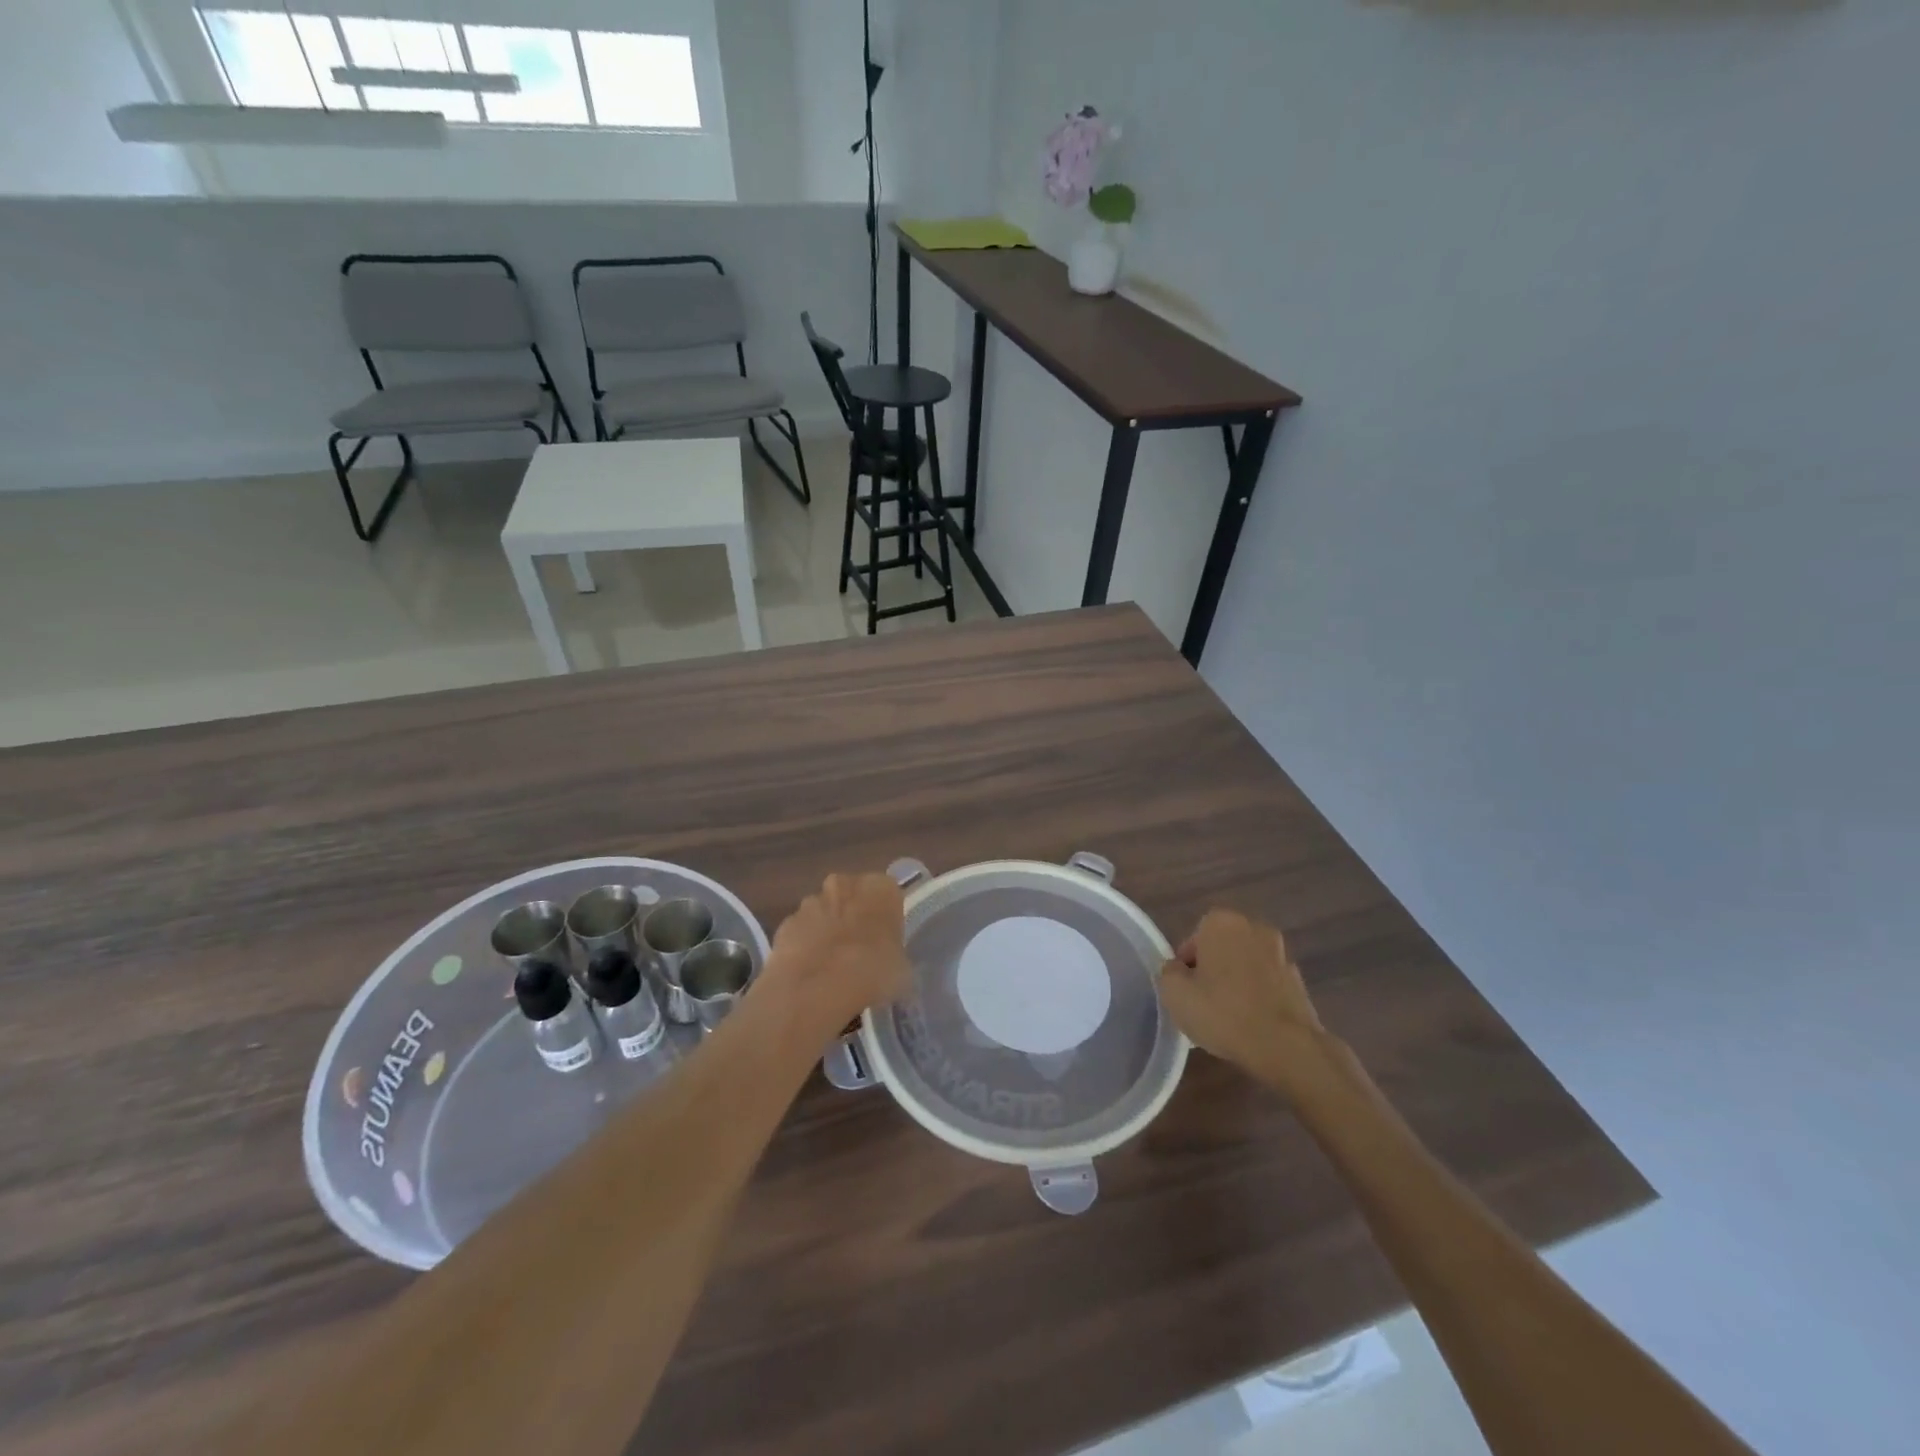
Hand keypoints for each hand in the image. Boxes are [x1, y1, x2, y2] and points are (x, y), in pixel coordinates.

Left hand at [767, 873, 910, 1027]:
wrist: (815, 989)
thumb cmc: (872, 973)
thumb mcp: (901, 970)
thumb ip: (895, 956)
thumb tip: (890, 963)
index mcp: (881, 888)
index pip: (889, 893)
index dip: (887, 917)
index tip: (886, 941)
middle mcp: (845, 884)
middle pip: (853, 896)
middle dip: (854, 917)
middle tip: (860, 951)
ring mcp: (811, 902)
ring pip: (824, 912)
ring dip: (828, 930)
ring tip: (831, 967)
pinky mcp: (785, 923)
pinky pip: (801, 932)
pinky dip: (805, 946)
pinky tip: (809, 973)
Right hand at [1158, 909, 1333, 1094]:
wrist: (1286, 1046)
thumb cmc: (1223, 1013)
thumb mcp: (1174, 994)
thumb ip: (1168, 972)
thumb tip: (1177, 969)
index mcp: (1222, 923)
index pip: (1194, 939)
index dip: (1186, 965)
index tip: (1184, 990)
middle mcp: (1254, 929)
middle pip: (1222, 948)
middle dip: (1213, 970)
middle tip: (1202, 1001)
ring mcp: (1282, 954)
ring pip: (1246, 966)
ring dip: (1237, 983)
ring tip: (1228, 1017)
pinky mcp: (1299, 982)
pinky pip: (1267, 985)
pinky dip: (1258, 998)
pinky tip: (1251, 1025)